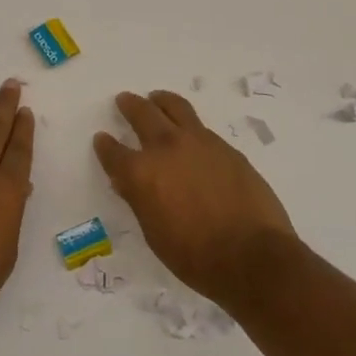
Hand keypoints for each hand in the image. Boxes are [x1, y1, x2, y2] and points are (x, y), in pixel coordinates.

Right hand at [93, 89, 298, 308]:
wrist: (253, 256)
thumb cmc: (196, 257)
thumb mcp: (155, 234)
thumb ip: (140, 201)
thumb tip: (127, 183)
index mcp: (141, 173)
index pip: (113, 152)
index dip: (105, 146)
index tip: (102, 139)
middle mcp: (166, 148)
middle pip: (142, 114)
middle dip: (130, 105)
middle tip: (124, 100)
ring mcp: (199, 142)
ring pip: (174, 107)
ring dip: (161, 101)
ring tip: (156, 99)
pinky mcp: (225, 147)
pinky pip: (200, 126)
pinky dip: (188, 123)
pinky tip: (190, 132)